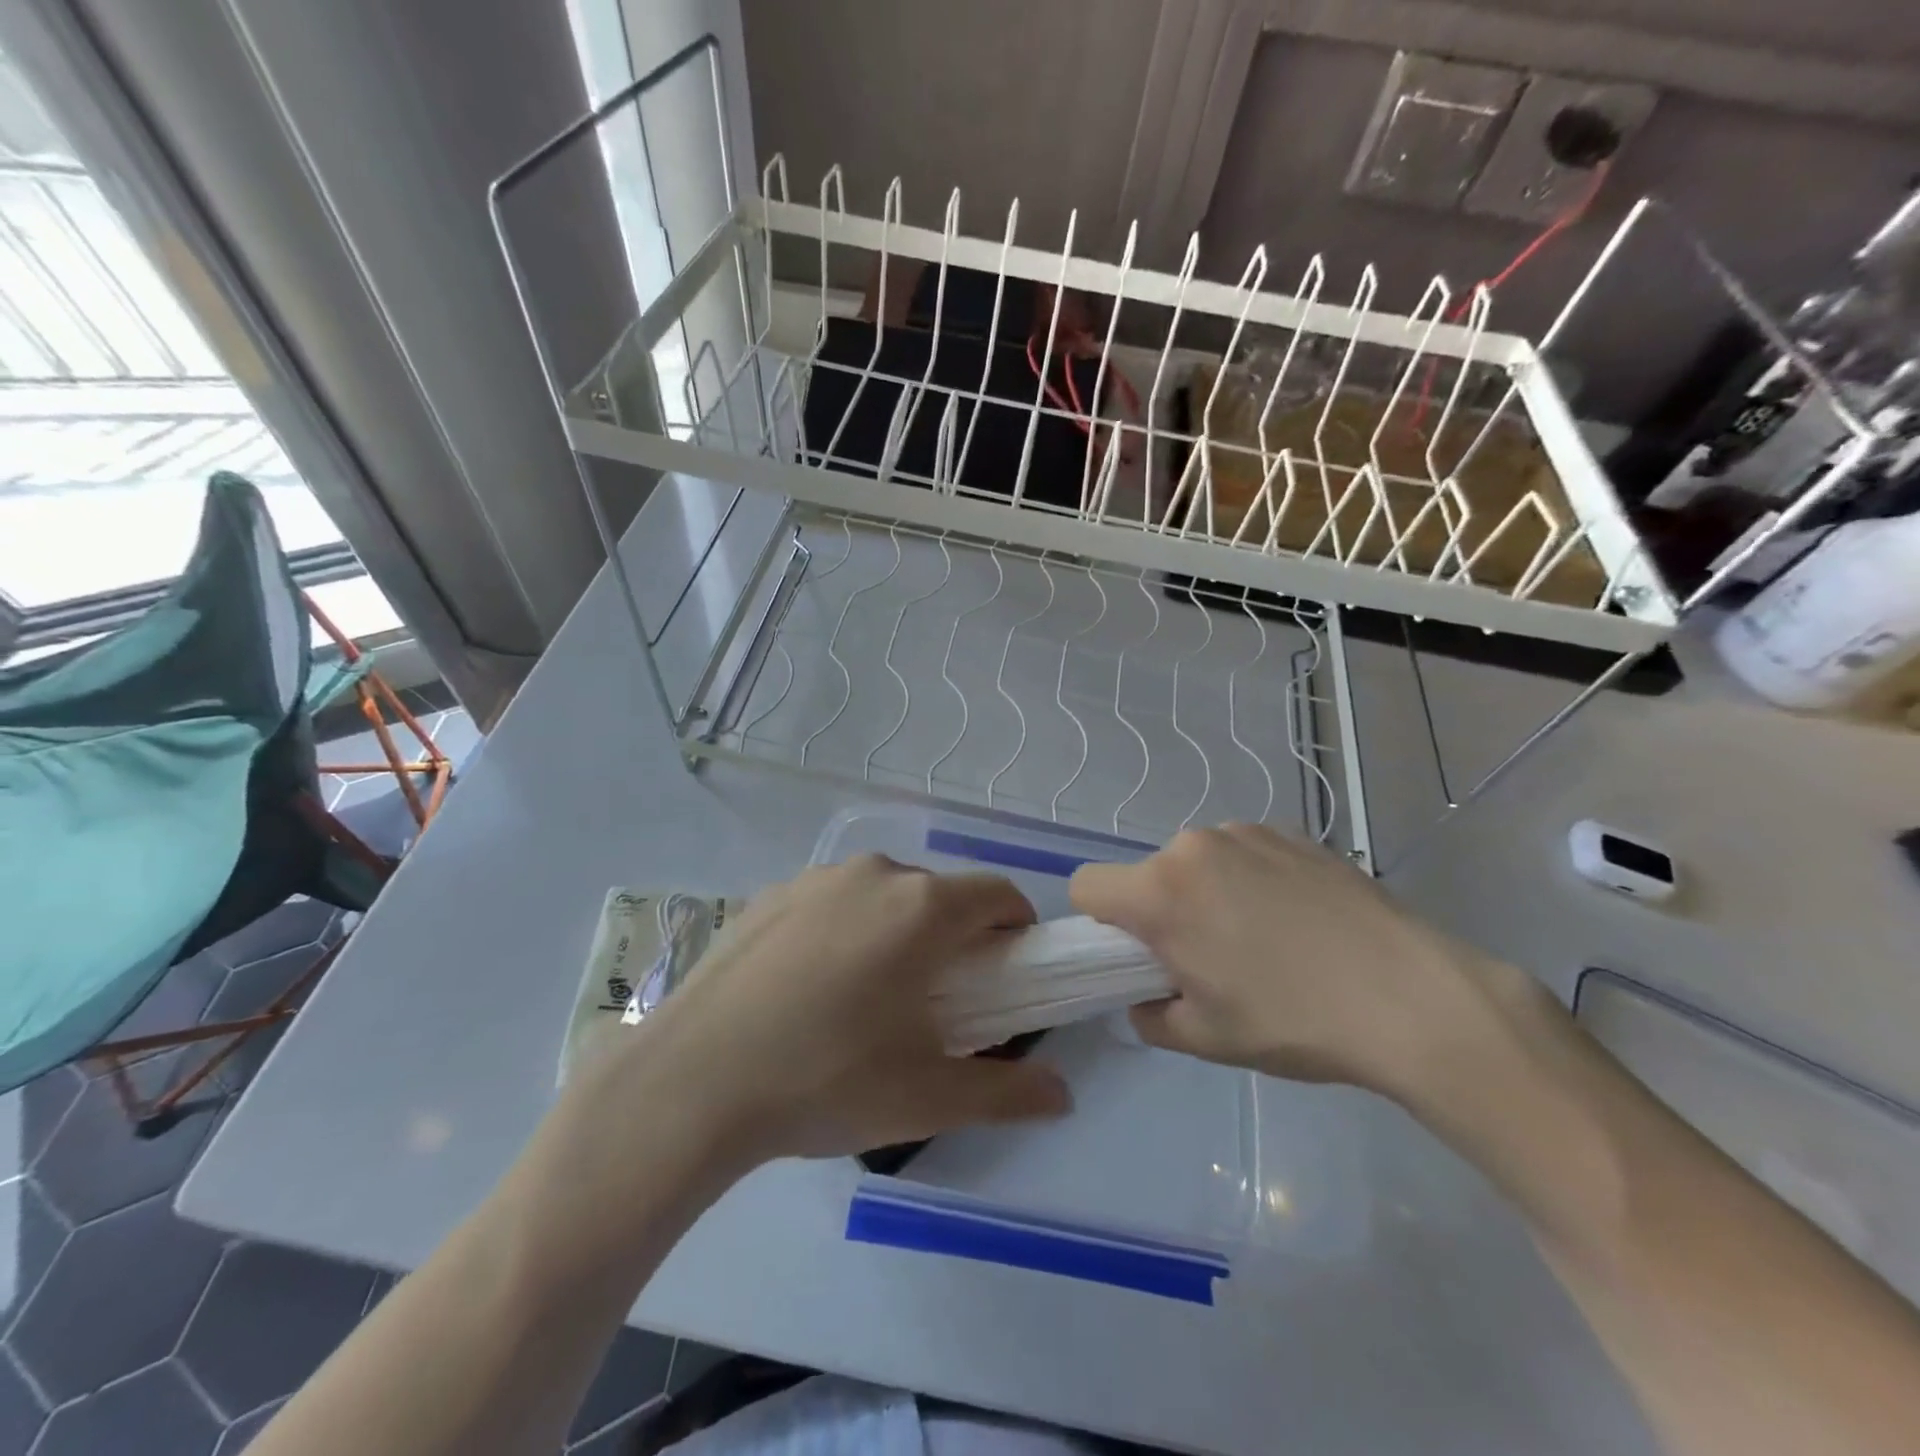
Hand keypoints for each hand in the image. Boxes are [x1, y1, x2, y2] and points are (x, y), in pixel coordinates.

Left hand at [626, 856, 1070, 1163]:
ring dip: (896, 930)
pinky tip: (810, 987)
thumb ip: (1007, 1092)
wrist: (693, 1082)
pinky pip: (830, 902)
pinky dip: (843, 929)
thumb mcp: (926, 1097)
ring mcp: (815, 878)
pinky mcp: (770, 895)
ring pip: (882, 894)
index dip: (1016, 928)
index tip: (1010, 970)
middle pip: (939, 894)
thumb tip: (1062, 1095)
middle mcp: (874, 875)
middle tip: (940, 997)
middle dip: (954, 935)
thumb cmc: (826, 1079)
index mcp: (922, 908)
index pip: (998, 894)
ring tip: (869, 994)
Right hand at [1070, 824, 1487, 1097]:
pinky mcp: (1292, 833)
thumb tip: (1148, 996)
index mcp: (1161, 891)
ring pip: (1197, 863)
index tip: (1138, 955)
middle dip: (1162, 912)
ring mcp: (1246, 832)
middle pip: (1148, 875)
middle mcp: (1194, 846)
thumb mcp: (1205, 1039)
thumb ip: (1150, 1016)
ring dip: (1208, 893)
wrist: (1414, 997)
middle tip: (1211, 959)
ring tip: (1265, 940)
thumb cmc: (1294, 1021)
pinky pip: (1243, 854)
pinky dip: (1251, 880)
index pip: (1087, 886)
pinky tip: (1299, 921)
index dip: (1099, 924)